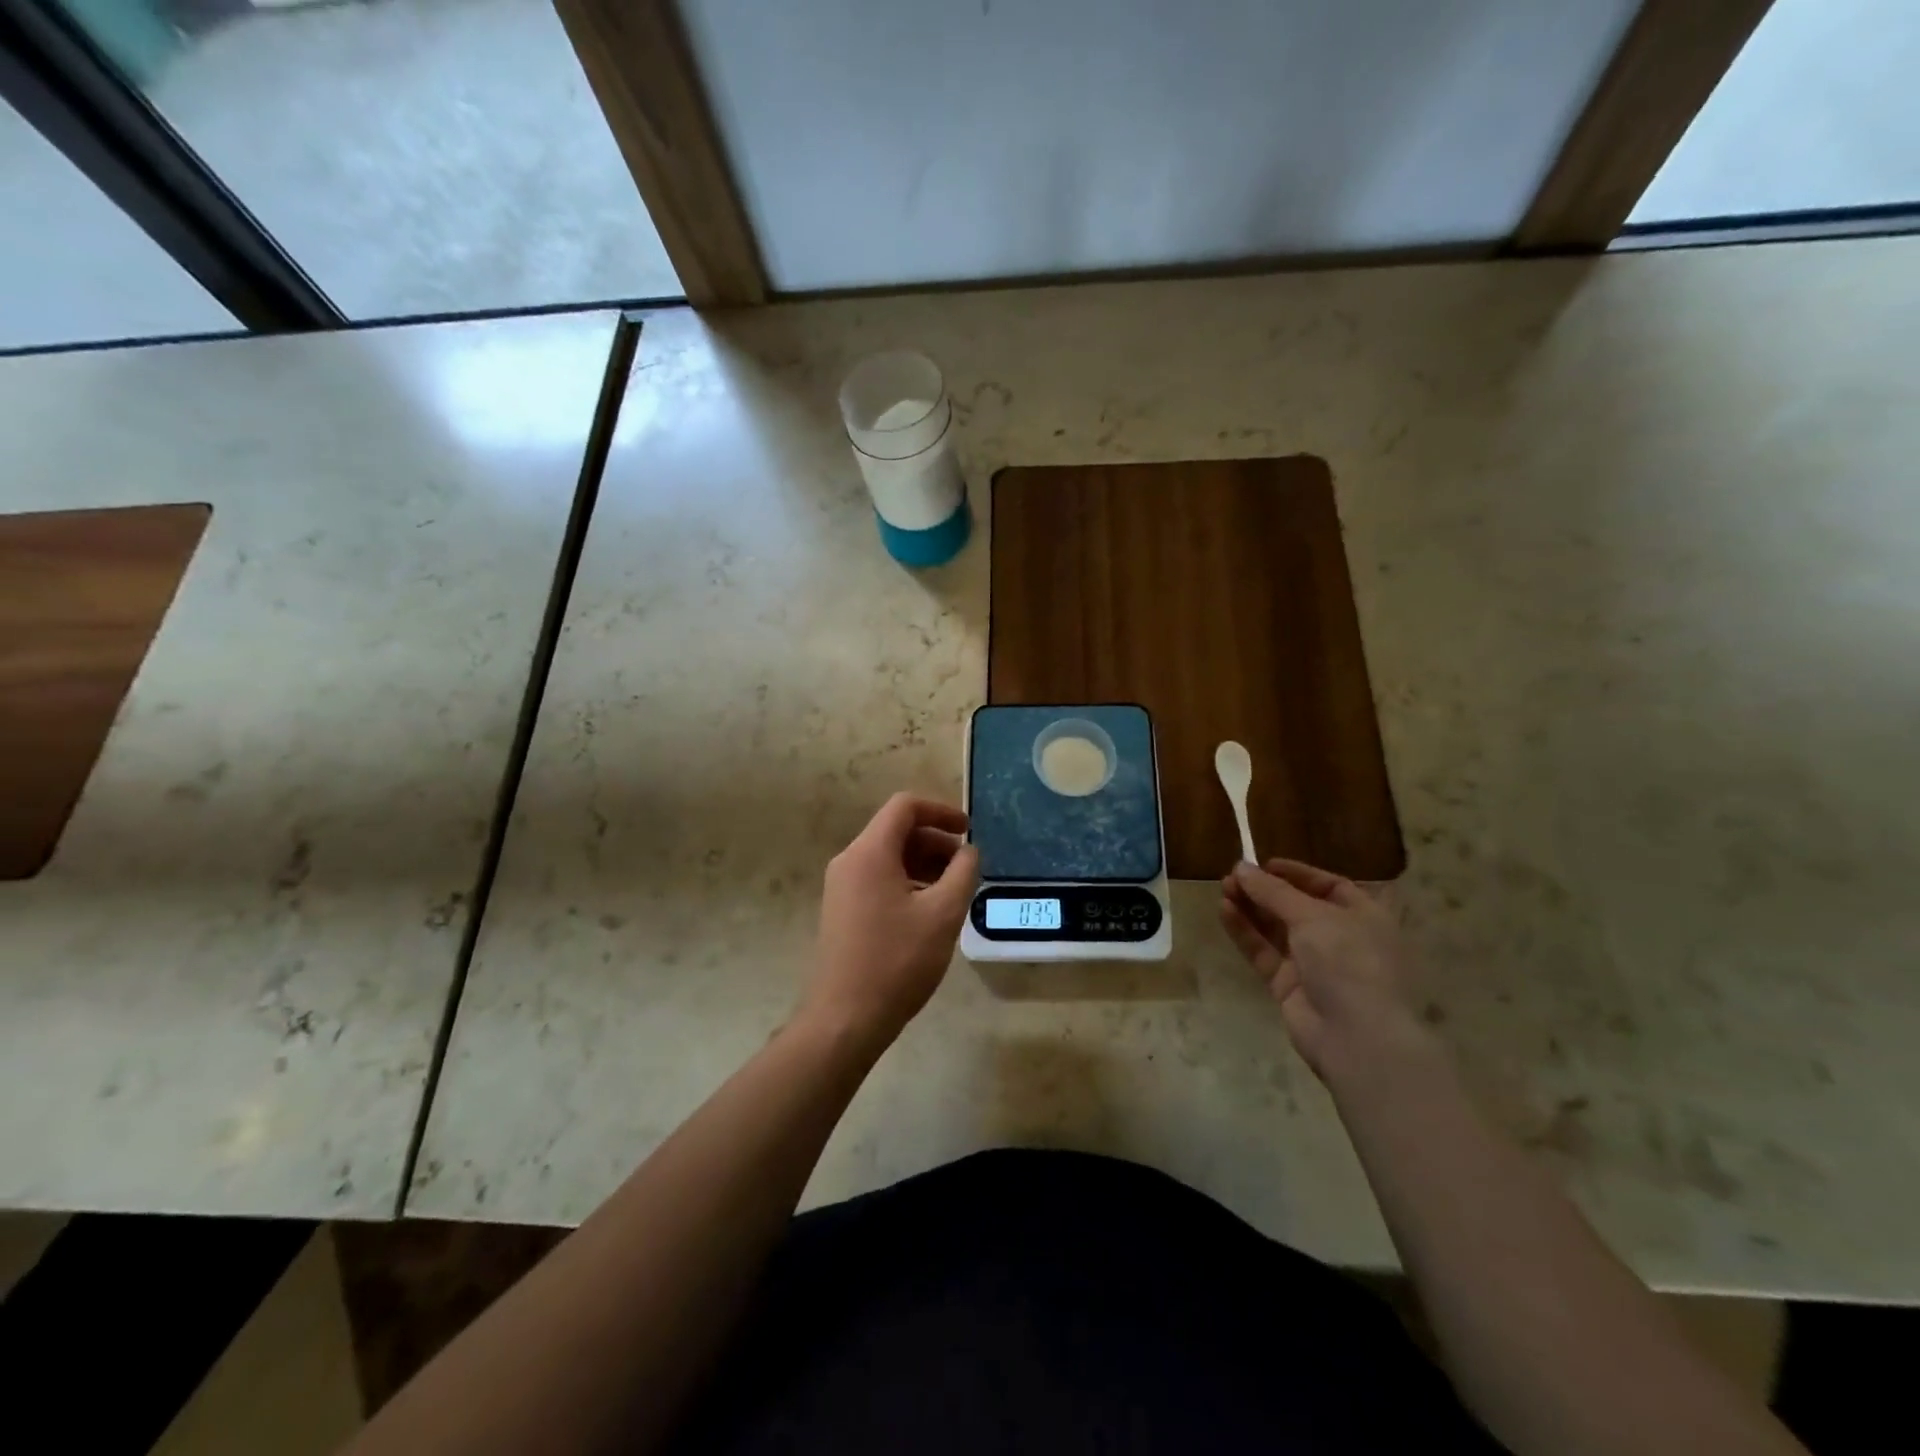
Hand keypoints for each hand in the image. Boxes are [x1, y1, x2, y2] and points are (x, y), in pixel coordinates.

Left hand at [802, 793, 979, 1046]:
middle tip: (966, 868)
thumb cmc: (897, 961)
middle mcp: (849, 861)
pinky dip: (907, 882)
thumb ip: (962, 873)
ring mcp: (841, 887)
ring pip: (888, 857)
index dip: (941, 811)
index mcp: (869, 852)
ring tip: (953, 892)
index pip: (905, 807)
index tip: (968, 830)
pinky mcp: (842, 910)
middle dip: (935, 842)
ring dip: (923, 864)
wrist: (845, 1018)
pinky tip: (929, 911)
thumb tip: (968, 852)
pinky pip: (878, 879)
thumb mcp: (943, 914)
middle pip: (896, 831)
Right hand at [1220, 858, 1427, 1085]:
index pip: (1329, 886)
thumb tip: (1241, 867)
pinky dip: (1245, 931)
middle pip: (1297, 907)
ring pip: (1276, 929)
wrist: (1357, 1038)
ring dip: (1251, 907)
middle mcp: (1341, 939)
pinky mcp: (1289, 986)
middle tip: (1233, 876)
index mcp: (1364, 917)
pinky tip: (1224, 911)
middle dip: (1266, 890)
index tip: (1263, 864)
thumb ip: (1273, 891)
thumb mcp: (1312, 916)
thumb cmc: (1349, 962)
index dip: (1297, 874)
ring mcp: (1314, 964)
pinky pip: (1263, 952)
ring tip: (1223, 888)